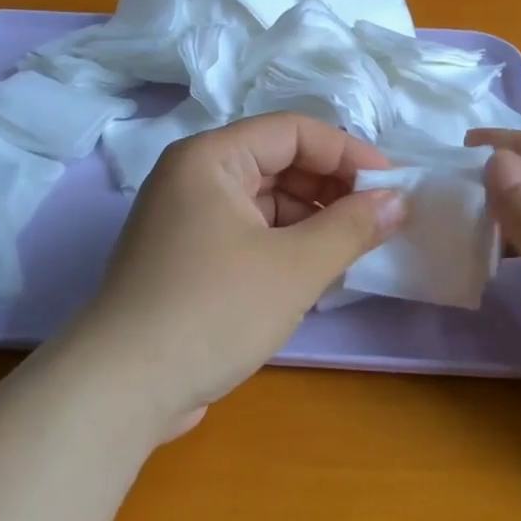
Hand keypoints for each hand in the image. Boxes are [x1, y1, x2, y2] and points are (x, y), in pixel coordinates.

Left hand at [67, 114, 403, 427]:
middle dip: (332, 189)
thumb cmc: (213, 311)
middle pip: (278, 162)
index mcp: (211, 158)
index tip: (393, 187)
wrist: (122, 389)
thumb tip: (398, 201)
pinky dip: (286, 245)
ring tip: (353, 249)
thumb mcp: (295, 267)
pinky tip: (316, 271)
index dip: (347, 154)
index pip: (293, 132)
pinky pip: (249, 232)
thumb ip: (352, 227)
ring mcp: (187, 219)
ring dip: (312, 220)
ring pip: (266, 201)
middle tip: (379, 221)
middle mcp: (193, 177)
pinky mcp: (188, 258)